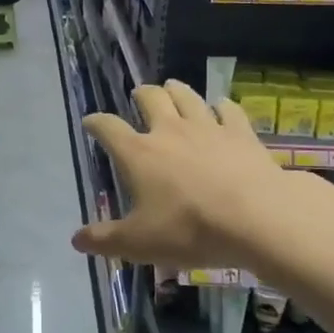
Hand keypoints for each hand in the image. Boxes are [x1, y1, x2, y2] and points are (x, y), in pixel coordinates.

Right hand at [72, 80, 309, 272]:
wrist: (256, 218)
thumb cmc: (190, 230)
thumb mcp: (139, 243)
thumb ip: (105, 240)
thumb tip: (76, 239)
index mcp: (139, 153)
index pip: (109, 128)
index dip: (96, 123)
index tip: (90, 122)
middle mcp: (169, 131)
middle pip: (151, 98)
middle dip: (141, 94)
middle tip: (138, 95)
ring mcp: (207, 127)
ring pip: (187, 96)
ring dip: (176, 90)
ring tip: (172, 88)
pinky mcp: (240, 133)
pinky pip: (228, 109)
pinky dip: (221, 106)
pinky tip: (221, 107)